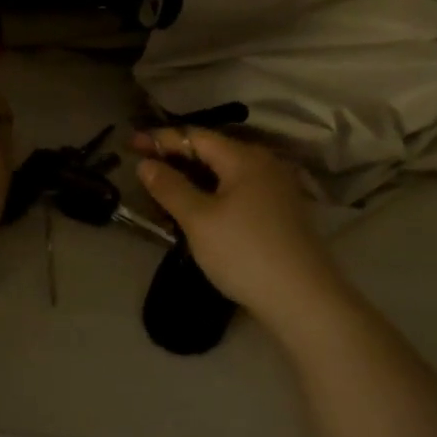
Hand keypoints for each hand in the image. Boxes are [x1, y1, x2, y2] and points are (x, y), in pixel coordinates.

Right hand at [133, 127, 348, 330]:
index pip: (195, 136)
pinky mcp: (280, 214)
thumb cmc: (245, 252)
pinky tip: (196, 211)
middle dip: (176, 158)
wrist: (304, 300)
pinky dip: (212, 194)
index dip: (161, 139)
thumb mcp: (198, 220)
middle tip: (144, 167)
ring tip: (163, 191)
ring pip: (225, 174)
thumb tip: (146, 164)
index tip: (131, 143)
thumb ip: (170, 187)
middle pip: (212, 152)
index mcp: (244, 158)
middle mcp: (264, 165)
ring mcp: (276, 190)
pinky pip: (238, 192)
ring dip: (193, 179)